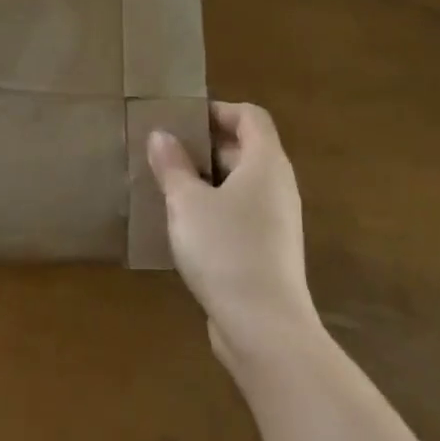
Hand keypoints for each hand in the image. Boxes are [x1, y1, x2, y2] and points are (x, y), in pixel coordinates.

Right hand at [148, 102, 318, 374]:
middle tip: (166, 153)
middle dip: (205, 147)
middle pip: (245, 149)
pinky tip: (184, 228)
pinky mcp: (269, 252)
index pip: (250, 117)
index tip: (182, 121)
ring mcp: (277, 222)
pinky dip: (215, 210)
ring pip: (241, 185)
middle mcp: (278, 186)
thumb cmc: (226, 250)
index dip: (218, 111)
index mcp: (266, 163)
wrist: (264, 329)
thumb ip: (172, 165)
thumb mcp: (187, 202)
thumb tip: (161, 135)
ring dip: (207, 181)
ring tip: (168, 188)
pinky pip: (241, 215)